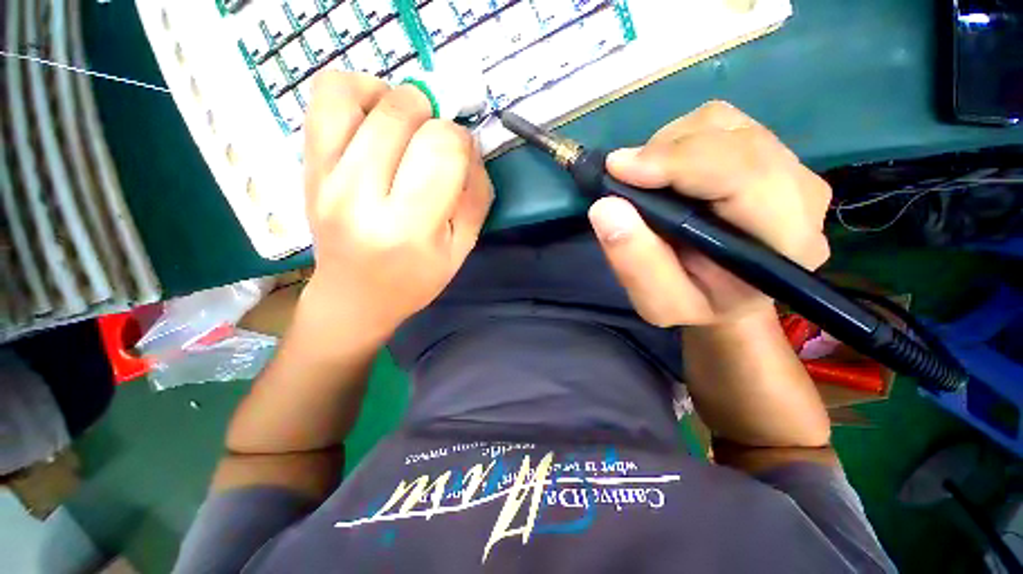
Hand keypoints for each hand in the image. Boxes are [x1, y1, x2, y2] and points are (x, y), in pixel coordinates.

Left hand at [300, 71, 493, 344]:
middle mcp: (360, 196)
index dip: (461, 141)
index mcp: (408, 228)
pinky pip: (325, 97)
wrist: (354, 297)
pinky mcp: (307, 166)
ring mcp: (325, 177)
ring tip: (405, 126)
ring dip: (394, 98)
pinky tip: (374, 118)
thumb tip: (470, 146)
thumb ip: (476, 197)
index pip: (442, 150)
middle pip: (402, 114)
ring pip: (356, 93)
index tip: (462, 156)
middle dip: (433, 119)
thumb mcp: (461, 249)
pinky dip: (356, 91)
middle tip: (435, 146)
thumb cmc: (415, 279)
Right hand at [588, 101, 831, 326]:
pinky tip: (668, 173)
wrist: (730, 295)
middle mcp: (801, 194)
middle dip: (666, 153)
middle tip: (623, 179)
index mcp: (785, 241)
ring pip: (723, 123)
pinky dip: (680, 141)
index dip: (676, 161)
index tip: (618, 169)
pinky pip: (721, 124)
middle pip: (732, 137)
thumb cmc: (697, 304)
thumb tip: (605, 207)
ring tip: (648, 182)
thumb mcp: (659, 303)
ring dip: (670, 147)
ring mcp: (790, 167)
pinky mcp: (770, 154)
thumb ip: (635, 263)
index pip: (742, 174)